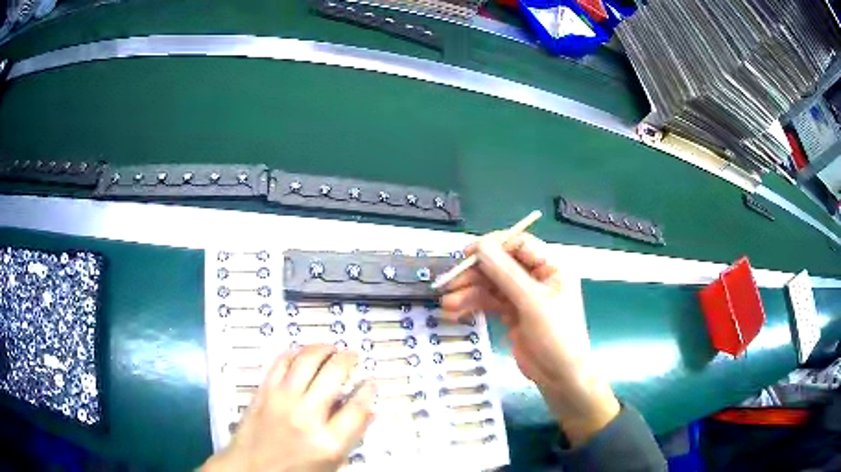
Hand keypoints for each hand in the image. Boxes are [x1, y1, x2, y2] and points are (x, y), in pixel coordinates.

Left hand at [202, 345, 374, 471]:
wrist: (251, 469)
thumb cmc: (296, 470)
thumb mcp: (332, 463)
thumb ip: (352, 436)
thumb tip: (369, 410)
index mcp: (329, 442)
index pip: (357, 407)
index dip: (368, 391)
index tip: (370, 382)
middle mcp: (307, 416)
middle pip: (333, 374)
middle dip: (347, 359)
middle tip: (352, 356)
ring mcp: (282, 400)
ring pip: (307, 361)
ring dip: (323, 348)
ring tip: (331, 347)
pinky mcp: (263, 392)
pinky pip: (280, 362)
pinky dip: (294, 352)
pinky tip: (302, 353)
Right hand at [440, 232, 618, 446]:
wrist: (560, 377)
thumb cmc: (556, 335)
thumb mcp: (532, 302)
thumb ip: (505, 273)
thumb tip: (479, 246)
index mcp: (551, 266)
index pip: (518, 244)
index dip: (492, 245)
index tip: (467, 255)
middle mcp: (537, 276)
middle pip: (500, 265)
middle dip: (474, 274)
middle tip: (449, 284)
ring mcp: (523, 296)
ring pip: (491, 285)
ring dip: (469, 292)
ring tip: (448, 304)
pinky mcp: (512, 313)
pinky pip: (489, 302)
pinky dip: (473, 305)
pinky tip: (455, 312)